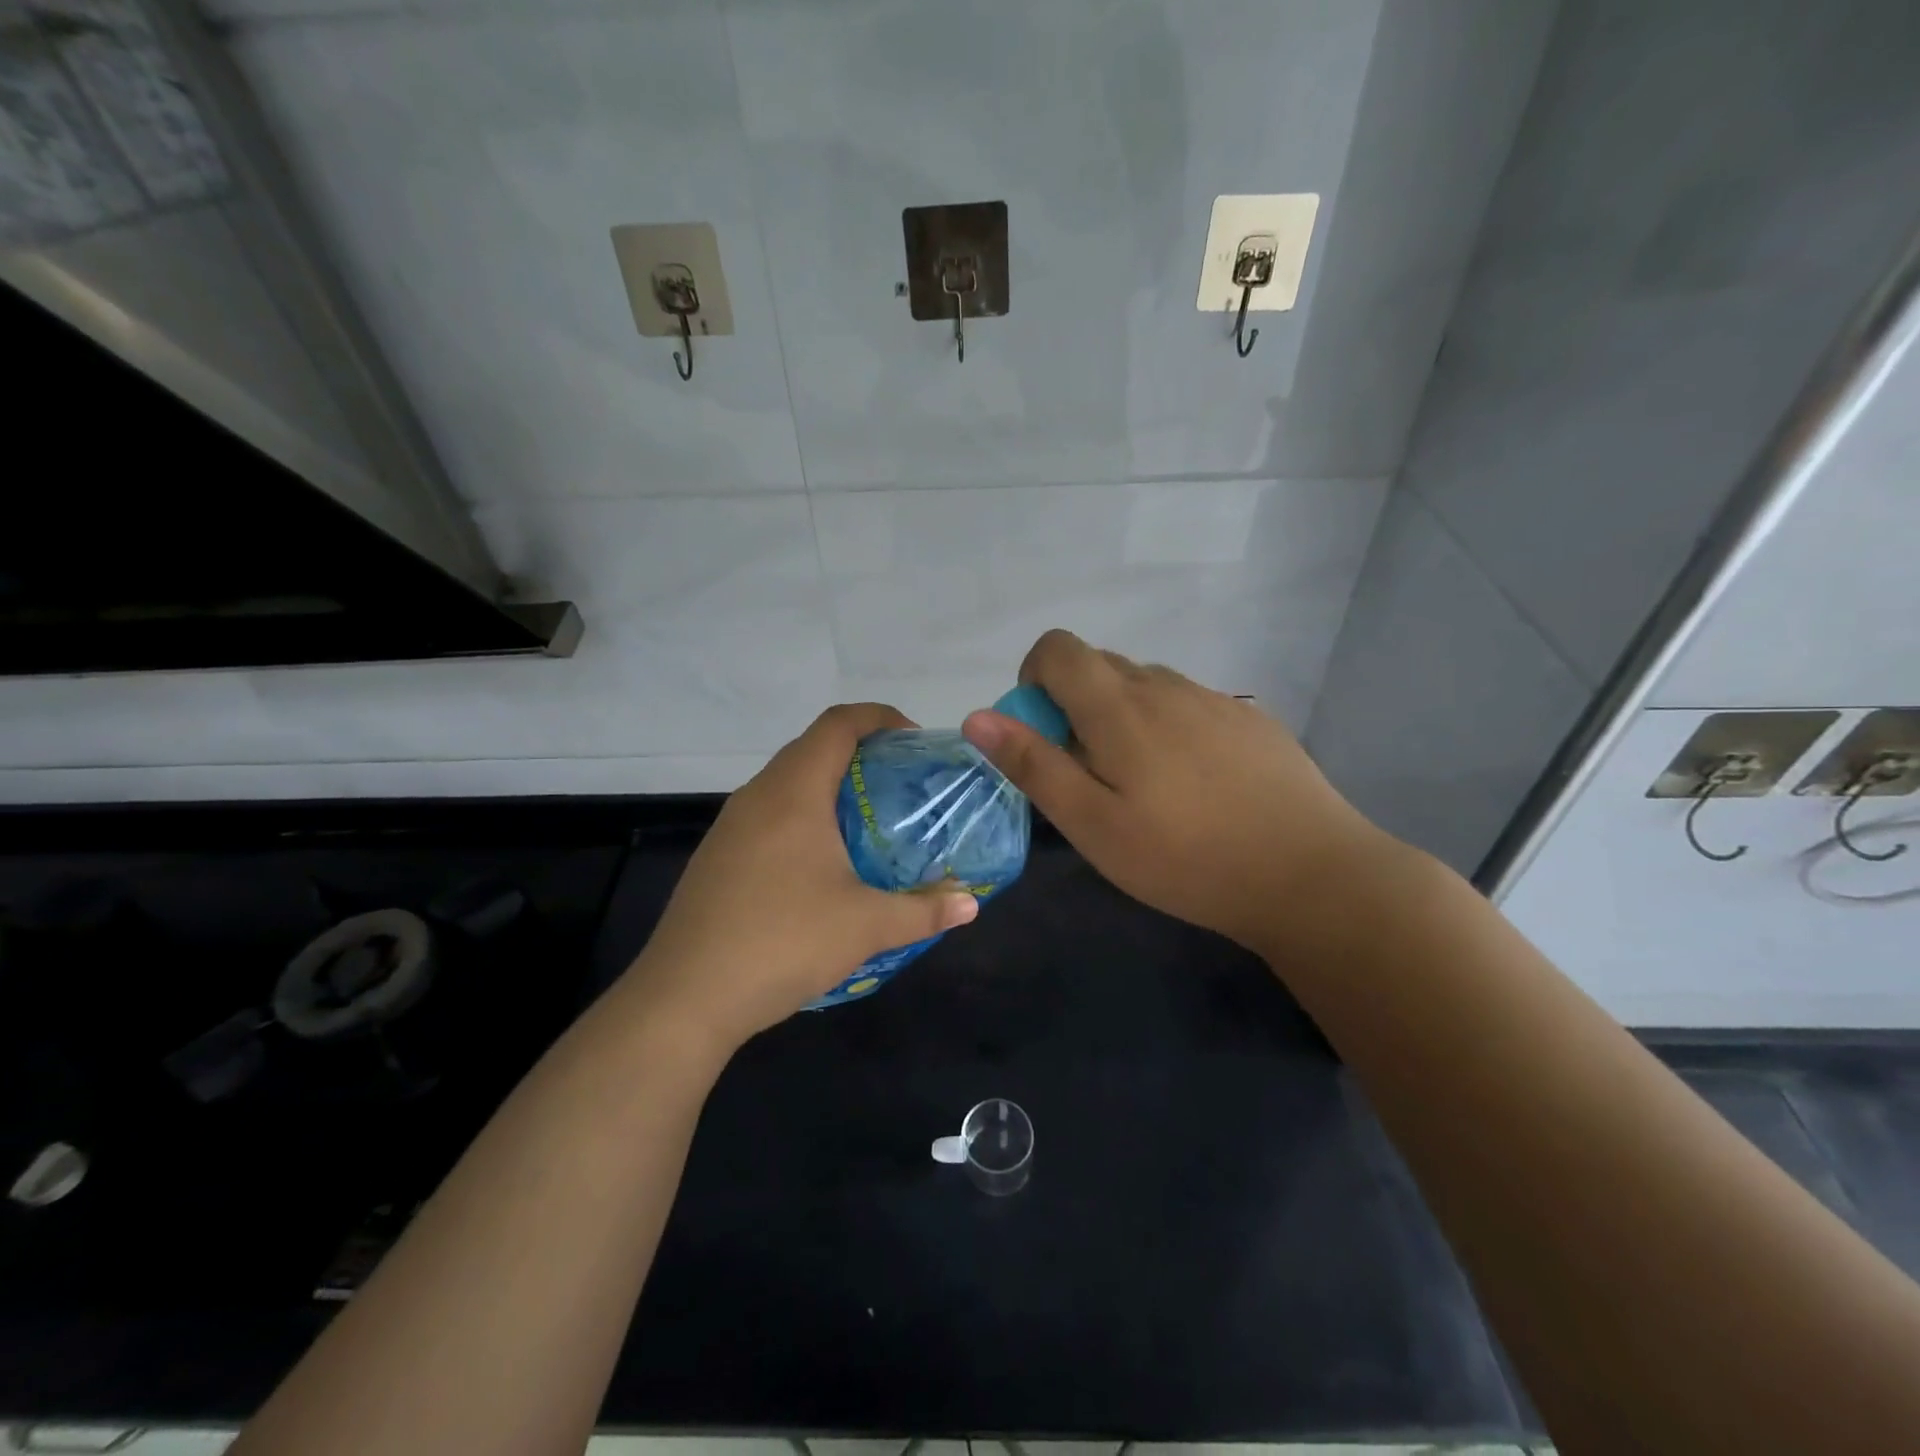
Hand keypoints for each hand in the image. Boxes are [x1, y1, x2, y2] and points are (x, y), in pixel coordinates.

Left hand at [621, 704, 978, 1051]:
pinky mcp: (717, 856)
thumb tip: (971, 904)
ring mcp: (730, 825)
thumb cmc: (782, 942)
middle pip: (812, 747)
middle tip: (901, 783)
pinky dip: (802, 815)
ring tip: (867, 820)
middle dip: (860, 752)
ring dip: (828, 785)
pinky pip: (768, 813)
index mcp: (794, 792)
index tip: (914, 741)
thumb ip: (923, 910)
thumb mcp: (865, 926)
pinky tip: (821, 862)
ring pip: (787, 781)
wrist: (685, 997)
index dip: (879, 718)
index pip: (838, 724)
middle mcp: (758, 795)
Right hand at [961, 629, 1377, 955]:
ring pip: (1145, 685)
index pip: (1058, 648)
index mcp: (1119, 706)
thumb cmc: (1185, 857)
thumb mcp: (1093, 824)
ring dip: (1122, 717)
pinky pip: (1187, 705)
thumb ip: (1034, 765)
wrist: (1310, 874)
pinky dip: (1167, 728)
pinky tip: (1195, 787)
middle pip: (1100, 665)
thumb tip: (979, 716)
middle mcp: (1164, 685)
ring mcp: (1213, 699)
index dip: (1034, 678)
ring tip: (1144, 787)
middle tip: (1089, 775)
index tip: (1044, 734)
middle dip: (1075, 704)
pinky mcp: (1249, 719)